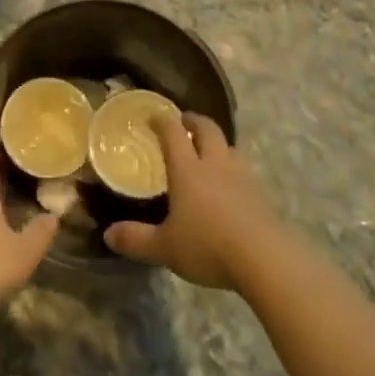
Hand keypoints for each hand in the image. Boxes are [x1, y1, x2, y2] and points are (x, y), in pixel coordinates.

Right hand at [104, 112, 275, 290]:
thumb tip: (108, 235)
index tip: (153, 116)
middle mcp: (215, 164)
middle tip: (184, 122)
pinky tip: (230, 186)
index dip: (162, 121)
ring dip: (217, 143)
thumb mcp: (165, 247)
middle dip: (194, 121)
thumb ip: (137, 239)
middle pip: (207, 129)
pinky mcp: (261, 194)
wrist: (265, 259)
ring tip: (208, 152)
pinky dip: (233, 168)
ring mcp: (242, 176)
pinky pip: (244, 170)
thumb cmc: (208, 246)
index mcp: (187, 169)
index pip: (173, 133)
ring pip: (229, 147)